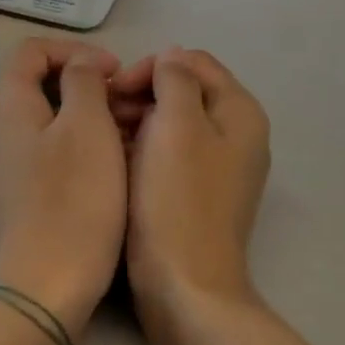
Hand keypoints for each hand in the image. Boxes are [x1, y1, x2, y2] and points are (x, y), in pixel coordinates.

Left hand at [0, 39, 129, 338]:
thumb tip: (83, 65)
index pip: (33, 50)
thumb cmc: (74, 197)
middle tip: (123, 100)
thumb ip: (84, 80)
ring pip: (45, 118)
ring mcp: (2, 163)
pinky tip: (107, 162)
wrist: (47, 281)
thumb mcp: (88, 125)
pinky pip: (44, 149)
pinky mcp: (15, 191)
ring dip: (83, 114)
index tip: (115, 72)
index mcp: (6, 103)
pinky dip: (74, 143)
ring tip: (123, 130)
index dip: (76, 51)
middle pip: (37, 83)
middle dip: (83, 83)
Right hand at [117, 48, 270, 324]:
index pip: (193, 63)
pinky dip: (144, 149)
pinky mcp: (198, 193)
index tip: (114, 90)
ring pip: (173, 123)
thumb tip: (171, 60)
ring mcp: (219, 167)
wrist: (183, 284)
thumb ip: (175, 80)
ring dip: (138, 121)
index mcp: (240, 112)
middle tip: (104, 114)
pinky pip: (169, 154)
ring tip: (105, 137)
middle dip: (142, 94)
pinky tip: (117, 161)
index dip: (151, 68)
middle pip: (185, 91)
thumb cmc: (177, 199)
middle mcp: (237, 135)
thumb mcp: (176, 125)